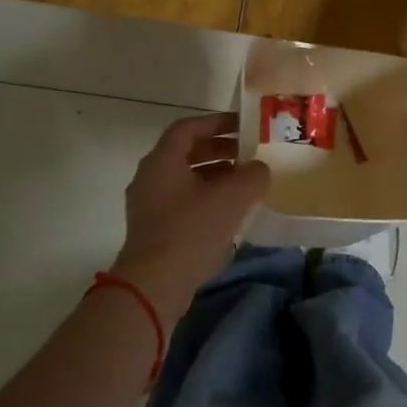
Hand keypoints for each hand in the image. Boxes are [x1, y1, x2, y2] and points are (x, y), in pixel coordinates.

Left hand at [111, 112, 269, 322]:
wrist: (155, 284)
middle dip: (219, 150)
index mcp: (162, 160)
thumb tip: (259, 169)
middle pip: (185, 153)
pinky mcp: (153, 229)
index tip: (242, 126)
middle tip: (248, 155)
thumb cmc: (191, 230)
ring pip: (185, 179)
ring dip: (215, 176)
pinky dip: (206, 198)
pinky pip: (182, 202)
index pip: (188, 127)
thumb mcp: (232, 197)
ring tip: (244, 184)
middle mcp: (150, 177)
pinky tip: (229, 213)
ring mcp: (148, 205)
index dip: (216, 122)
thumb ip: (252, 175)